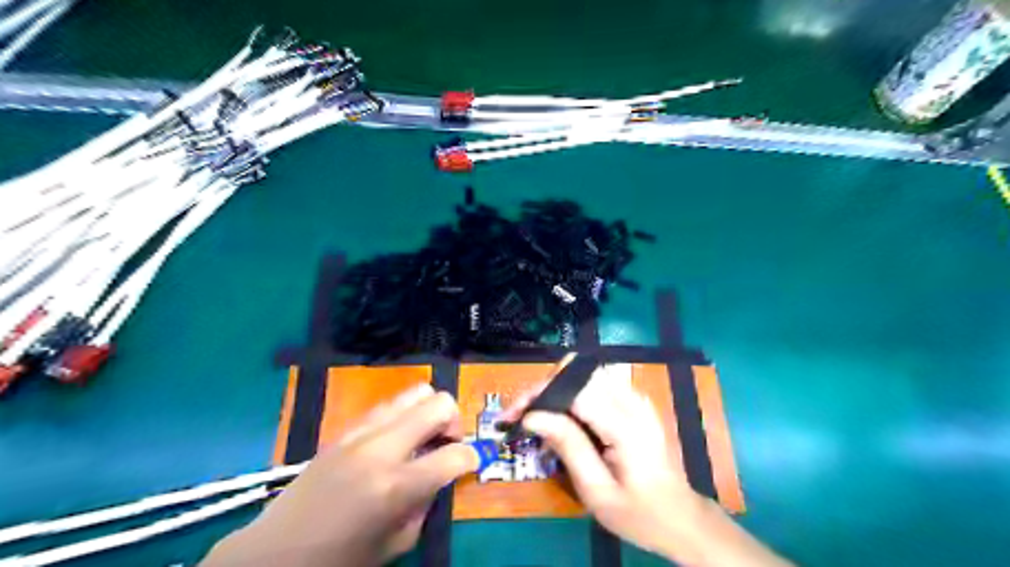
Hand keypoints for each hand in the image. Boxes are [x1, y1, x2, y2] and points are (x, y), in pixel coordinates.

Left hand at [202, 386, 478, 566]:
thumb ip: (426, 503)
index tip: (471, 463)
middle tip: (447, 443)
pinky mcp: (345, 430)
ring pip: (414, 392)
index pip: (455, 454)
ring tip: (423, 436)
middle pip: (438, 403)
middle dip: (454, 421)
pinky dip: (403, 416)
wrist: (274, 555)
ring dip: (429, 411)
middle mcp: (381, 449)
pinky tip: (395, 440)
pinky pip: (387, 405)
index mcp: (395, 487)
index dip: (471, 457)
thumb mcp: (396, 543)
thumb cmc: (339, 561)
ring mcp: (360, 433)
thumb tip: (441, 475)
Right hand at [503, 368, 704, 557]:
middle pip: (578, 372)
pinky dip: (571, 396)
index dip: (539, 395)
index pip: (574, 389)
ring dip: (556, 391)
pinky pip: (595, 385)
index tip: (512, 415)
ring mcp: (636, 398)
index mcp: (625, 424)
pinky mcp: (634, 401)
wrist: (681, 518)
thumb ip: (568, 446)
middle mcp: (632, 401)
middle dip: (544, 389)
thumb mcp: (597, 490)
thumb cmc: (638, 513)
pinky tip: (561, 422)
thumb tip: (532, 416)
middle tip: (521, 417)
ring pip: (584, 374)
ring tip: (537, 420)